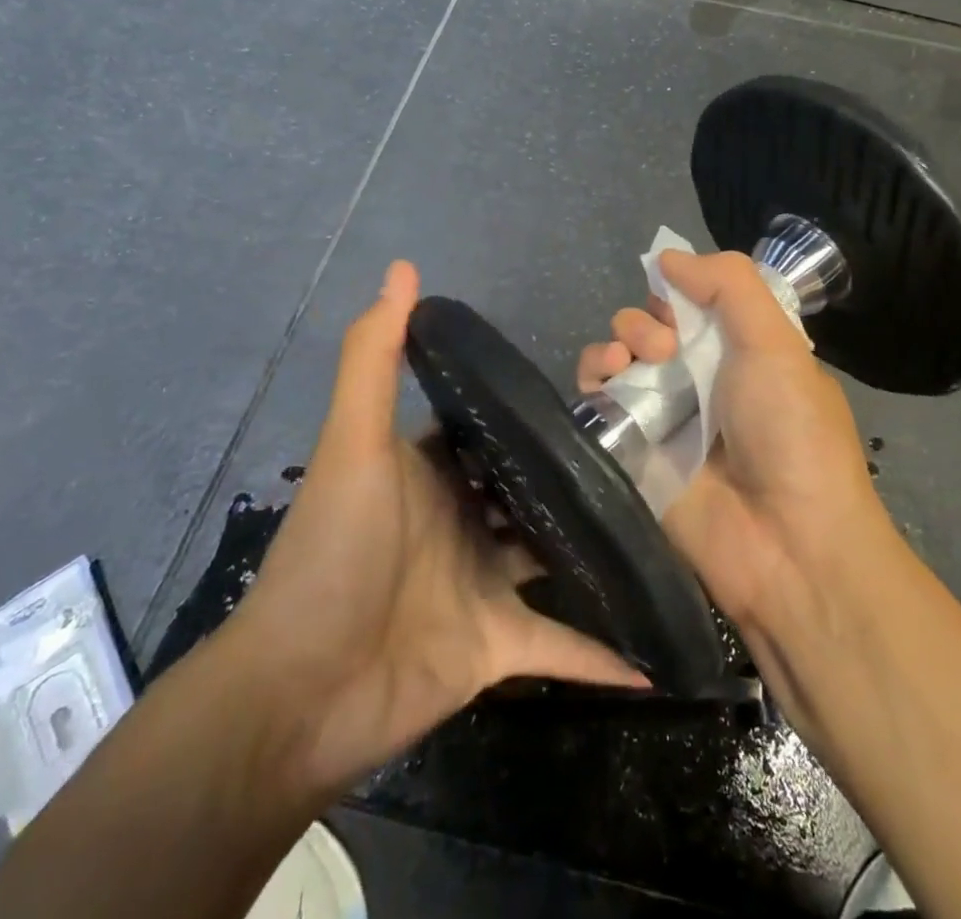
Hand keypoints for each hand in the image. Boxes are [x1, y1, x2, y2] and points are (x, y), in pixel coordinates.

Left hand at [227, 261, 644, 799]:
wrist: (298, 693)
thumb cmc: (334, 552)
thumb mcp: (355, 444)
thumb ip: (375, 357)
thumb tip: (404, 267)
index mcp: (433, 472)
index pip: (489, 429)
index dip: (530, 407)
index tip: (594, 386)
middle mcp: (462, 521)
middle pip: (530, 488)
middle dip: (577, 471)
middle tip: (649, 446)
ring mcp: (482, 584)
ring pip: (552, 556)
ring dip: (596, 546)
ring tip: (662, 521)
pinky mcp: (496, 646)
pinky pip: (560, 647)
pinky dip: (600, 655)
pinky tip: (654, 658)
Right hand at [576, 250, 893, 632]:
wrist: (786, 546)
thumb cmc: (791, 432)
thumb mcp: (777, 343)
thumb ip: (729, 285)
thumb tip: (667, 258)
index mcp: (743, 353)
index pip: (697, 305)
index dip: (680, 292)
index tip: (677, 299)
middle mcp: (702, 381)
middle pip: (653, 327)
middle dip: (647, 319)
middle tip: (664, 345)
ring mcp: (665, 417)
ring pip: (621, 357)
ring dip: (617, 341)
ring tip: (629, 360)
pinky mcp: (631, 451)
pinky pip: (598, 400)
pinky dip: (593, 376)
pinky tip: (605, 378)